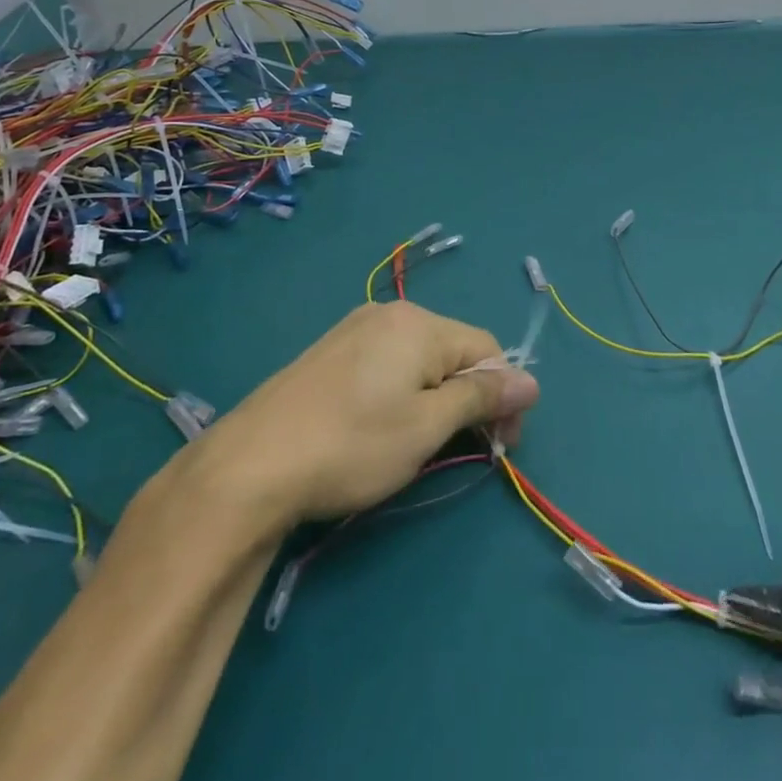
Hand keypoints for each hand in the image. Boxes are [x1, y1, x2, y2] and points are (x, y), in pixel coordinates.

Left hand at [183, 300, 539, 529]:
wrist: (250, 466)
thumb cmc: (352, 446)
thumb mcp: (426, 428)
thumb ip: (481, 398)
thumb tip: (531, 380)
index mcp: (419, 324)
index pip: (487, 349)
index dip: (504, 396)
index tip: (502, 446)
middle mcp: (389, 314)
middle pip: (454, 350)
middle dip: (470, 397)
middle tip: (468, 450)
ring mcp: (355, 329)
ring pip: (420, 359)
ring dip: (438, 397)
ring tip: (424, 443)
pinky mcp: (331, 352)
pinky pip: (388, 363)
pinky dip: (404, 392)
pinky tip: (385, 426)